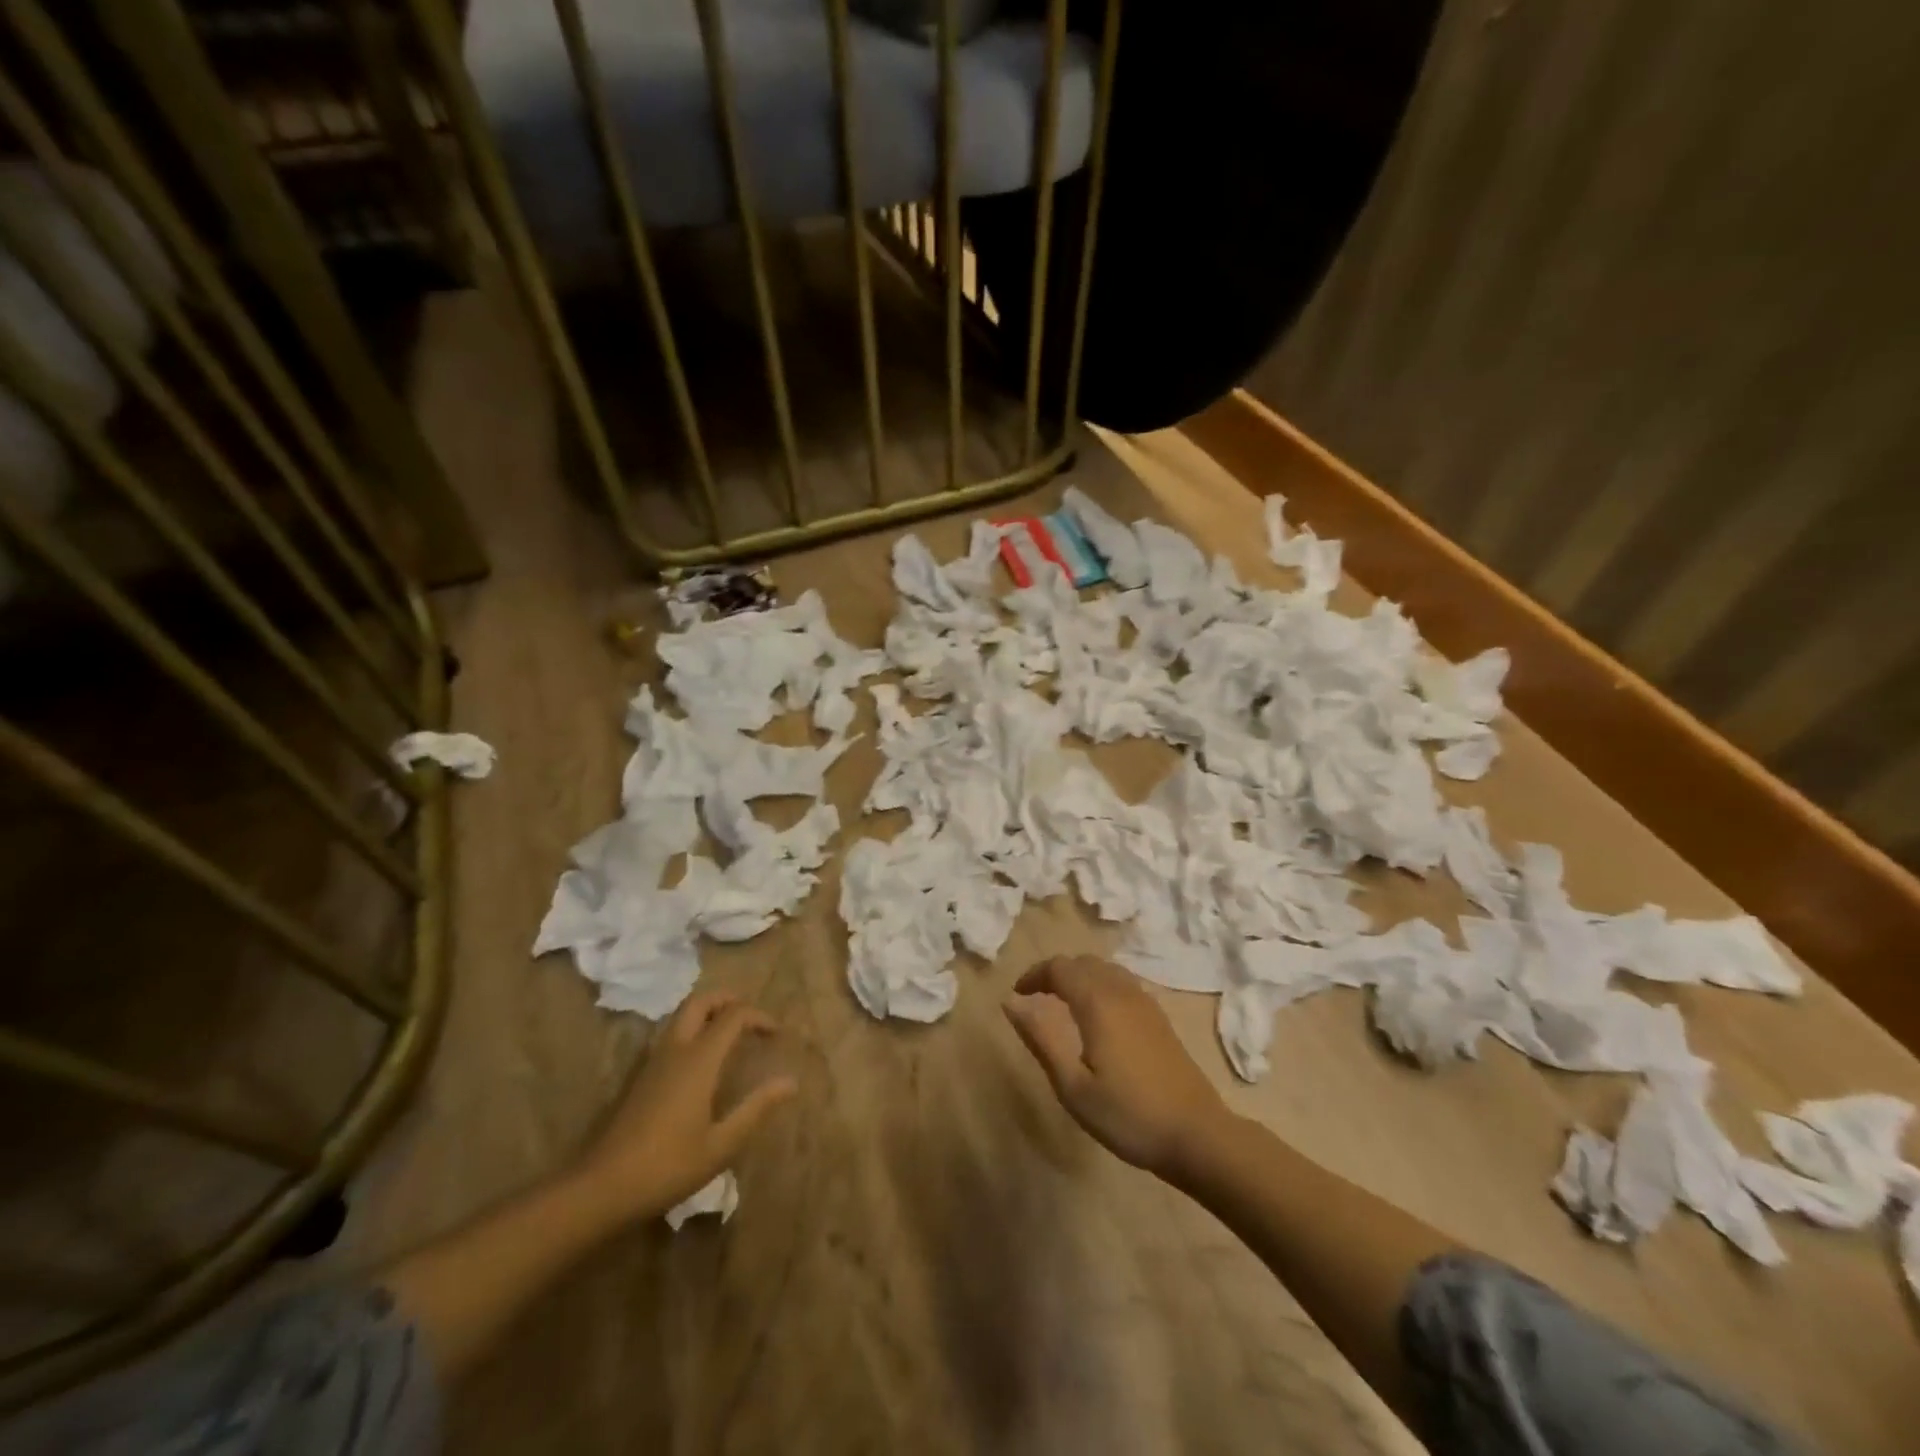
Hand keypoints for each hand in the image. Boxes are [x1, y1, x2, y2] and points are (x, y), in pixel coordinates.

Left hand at [570, 992, 797, 1221]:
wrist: (601, 1187)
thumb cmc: (667, 1166)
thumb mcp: (721, 1145)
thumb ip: (756, 1108)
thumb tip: (790, 1082)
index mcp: (699, 1060)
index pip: (733, 1016)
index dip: (759, 1016)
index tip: (776, 1034)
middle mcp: (676, 1049)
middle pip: (701, 1001)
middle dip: (729, 1000)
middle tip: (750, 1017)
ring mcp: (653, 1061)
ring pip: (681, 1015)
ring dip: (708, 1012)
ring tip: (730, 1033)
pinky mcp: (640, 1076)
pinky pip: (671, 1034)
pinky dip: (693, 1029)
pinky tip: (702, 1060)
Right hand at [1004, 956, 1231, 1179]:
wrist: (1197, 1135)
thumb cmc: (1128, 1115)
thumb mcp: (1073, 1086)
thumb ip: (1041, 1039)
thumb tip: (1011, 1002)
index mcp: (1098, 1003)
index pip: (1059, 967)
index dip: (1034, 974)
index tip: (1017, 995)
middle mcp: (1122, 992)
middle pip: (1083, 962)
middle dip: (1055, 973)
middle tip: (1036, 998)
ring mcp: (1146, 1003)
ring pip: (1105, 970)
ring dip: (1079, 976)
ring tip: (1062, 1003)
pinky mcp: (1160, 1018)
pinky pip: (1122, 983)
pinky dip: (1100, 985)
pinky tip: (1098, 1016)